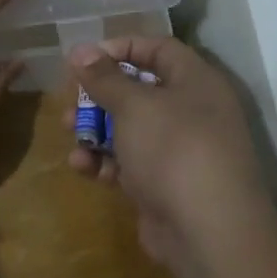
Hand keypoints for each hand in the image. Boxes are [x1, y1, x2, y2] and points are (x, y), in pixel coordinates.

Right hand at [64, 38, 272, 271]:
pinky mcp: (164, 185)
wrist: (208, 230)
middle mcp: (192, 112)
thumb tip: (80, 50)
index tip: (85, 58)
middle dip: (100, 94)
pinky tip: (81, 166)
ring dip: (96, 129)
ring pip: (131, 129)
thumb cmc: (173, 149)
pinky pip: (130, 164)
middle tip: (70, 98)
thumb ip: (104, 77)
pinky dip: (105, 162)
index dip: (122, 47)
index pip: (159, 49)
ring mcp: (179, 152)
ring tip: (68, 132)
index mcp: (196, 82)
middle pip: (140, 90)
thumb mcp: (134, 105)